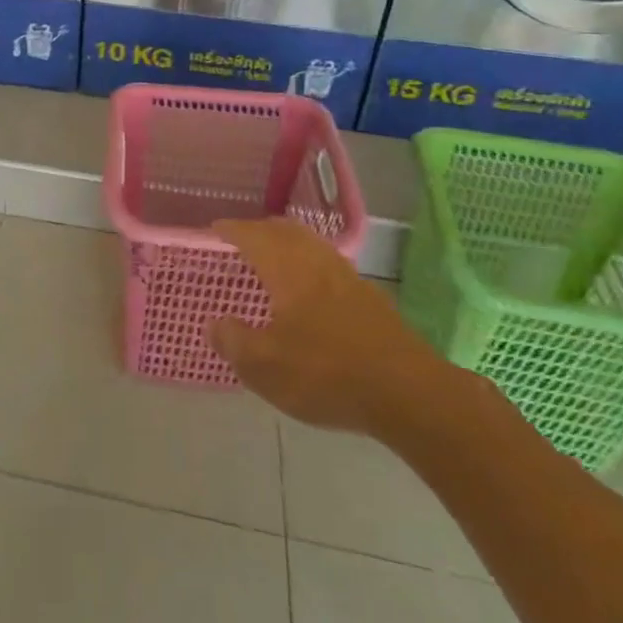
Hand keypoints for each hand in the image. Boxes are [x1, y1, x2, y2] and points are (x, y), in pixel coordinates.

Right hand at [206, 217, 460, 438]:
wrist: (409, 393)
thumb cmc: (327, 373)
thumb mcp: (265, 366)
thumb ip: (233, 341)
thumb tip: (215, 324)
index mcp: (286, 267)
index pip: (252, 235)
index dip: (230, 229)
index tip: (213, 230)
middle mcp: (316, 260)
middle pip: (284, 230)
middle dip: (259, 230)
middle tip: (240, 240)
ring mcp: (347, 276)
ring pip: (310, 244)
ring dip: (287, 243)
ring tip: (272, 260)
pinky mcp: (369, 297)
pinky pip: (328, 263)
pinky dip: (309, 263)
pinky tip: (308, 290)